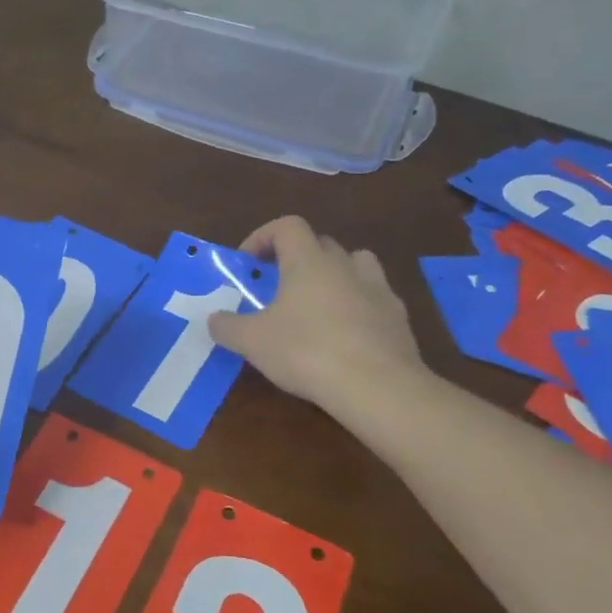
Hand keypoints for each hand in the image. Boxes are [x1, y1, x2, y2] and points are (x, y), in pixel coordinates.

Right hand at [209, 216, 429, 426]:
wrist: (377, 386)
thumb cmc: (306, 352)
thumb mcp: (252, 342)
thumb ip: (227, 326)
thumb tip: (214, 319)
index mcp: (309, 261)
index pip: (287, 226)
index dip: (263, 237)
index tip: (249, 263)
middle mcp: (345, 265)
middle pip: (320, 243)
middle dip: (296, 258)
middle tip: (277, 288)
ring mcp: (378, 289)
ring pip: (355, 265)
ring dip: (334, 275)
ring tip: (317, 304)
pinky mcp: (398, 316)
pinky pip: (374, 298)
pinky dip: (357, 306)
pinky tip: (345, 336)